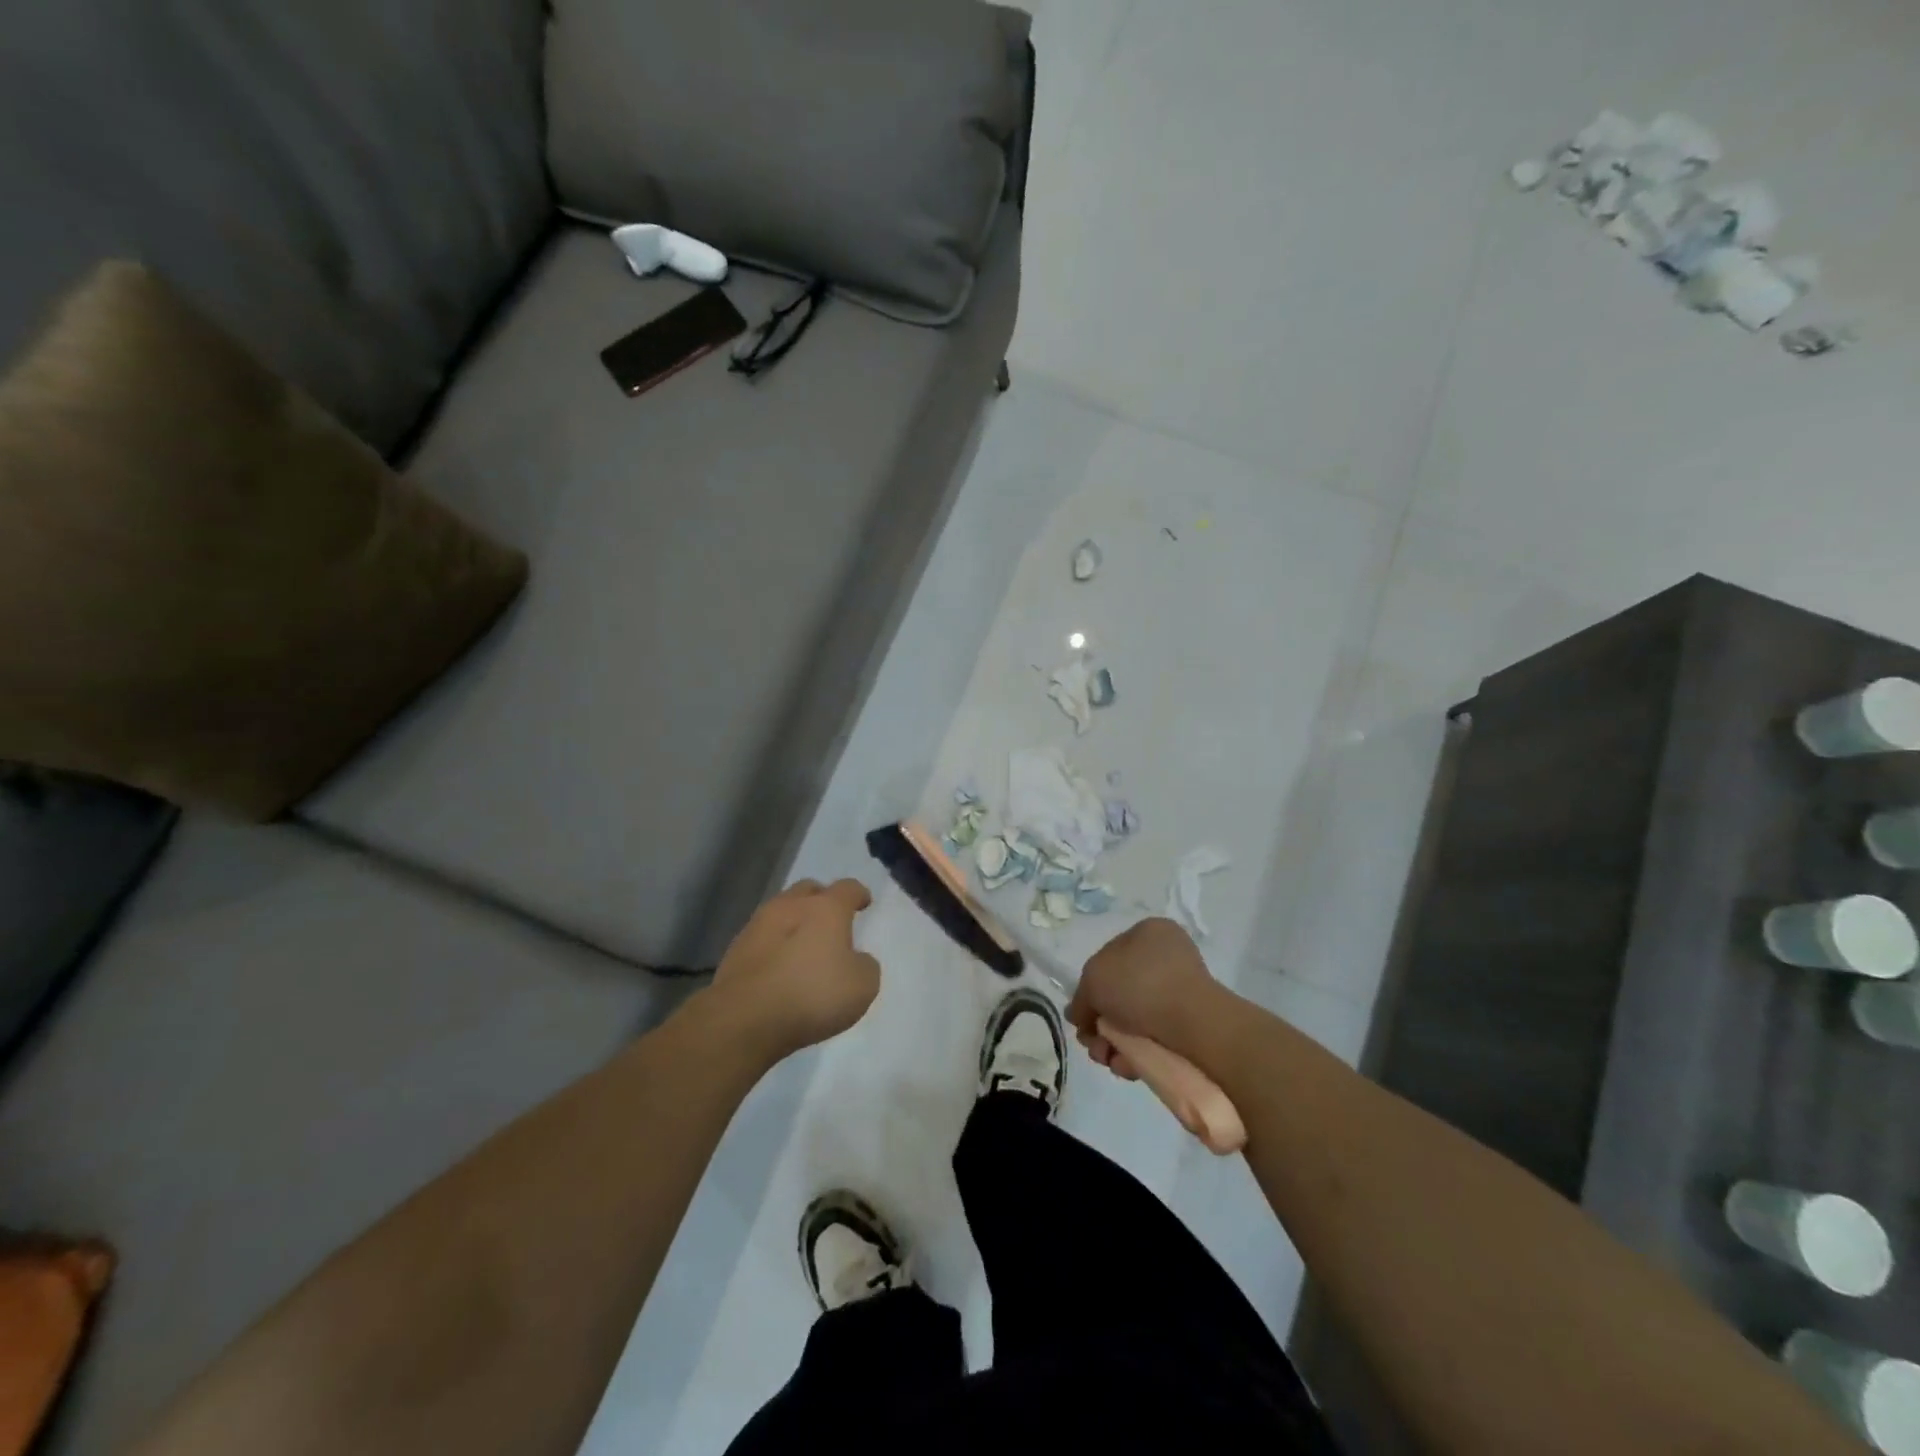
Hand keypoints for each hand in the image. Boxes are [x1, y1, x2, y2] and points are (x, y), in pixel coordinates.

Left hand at [706, 879, 880, 1062]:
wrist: (745, 1019)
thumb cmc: (812, 995)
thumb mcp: (862, 986)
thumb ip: (864, 965)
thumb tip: (855, 959)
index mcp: (826, 908)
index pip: (847, 888)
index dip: (858, 894)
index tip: (864, 903)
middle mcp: (790, 906)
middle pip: (809, 891)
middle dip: (821, 900)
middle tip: (831, 920)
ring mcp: (757, 926)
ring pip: (781, 912)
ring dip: (794, 922)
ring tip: (802, 946)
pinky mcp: (734, 951)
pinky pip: (762, 939)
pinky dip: (774, 946)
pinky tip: (778, 968)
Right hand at [1067, 917, 1224, 1078]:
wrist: (1194, 1024)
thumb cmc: (1139, 985)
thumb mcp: (1093, 979)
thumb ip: (1081, 997)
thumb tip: (1079, 1015)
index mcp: (1148, 932)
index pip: (1107, 959)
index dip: (1089, 990)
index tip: (1083, 1017)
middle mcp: (1166, 957)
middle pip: (1119, 994)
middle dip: (1101, 1024)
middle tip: (1093, 1044)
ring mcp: (1182, 991)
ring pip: (1134, 1020)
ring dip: (1114, 1043)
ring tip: (1109, 1060)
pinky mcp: (1192, 1024)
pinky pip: (1155, 1037)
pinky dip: (1137, 1053)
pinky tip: (1128, 1066)